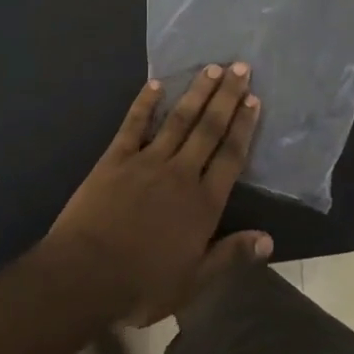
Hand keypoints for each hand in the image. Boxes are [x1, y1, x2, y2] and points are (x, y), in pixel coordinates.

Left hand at [46, 65, 272, 325]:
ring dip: (196, 92)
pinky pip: (134, 124)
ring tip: (212, 68)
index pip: (230, 156)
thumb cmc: (142, 285)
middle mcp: (180, 173)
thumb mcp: (193, 281)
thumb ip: (230, 256)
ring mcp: (147, 161)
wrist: (85, 275)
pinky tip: (155, 84)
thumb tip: (269, 240)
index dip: (243, 126)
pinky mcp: (116, 157)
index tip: (253, 99)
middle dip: (227, 97)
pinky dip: (145, 102)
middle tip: (241, 68)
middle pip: (209, 128)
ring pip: (178, 119)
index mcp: (202, 203)